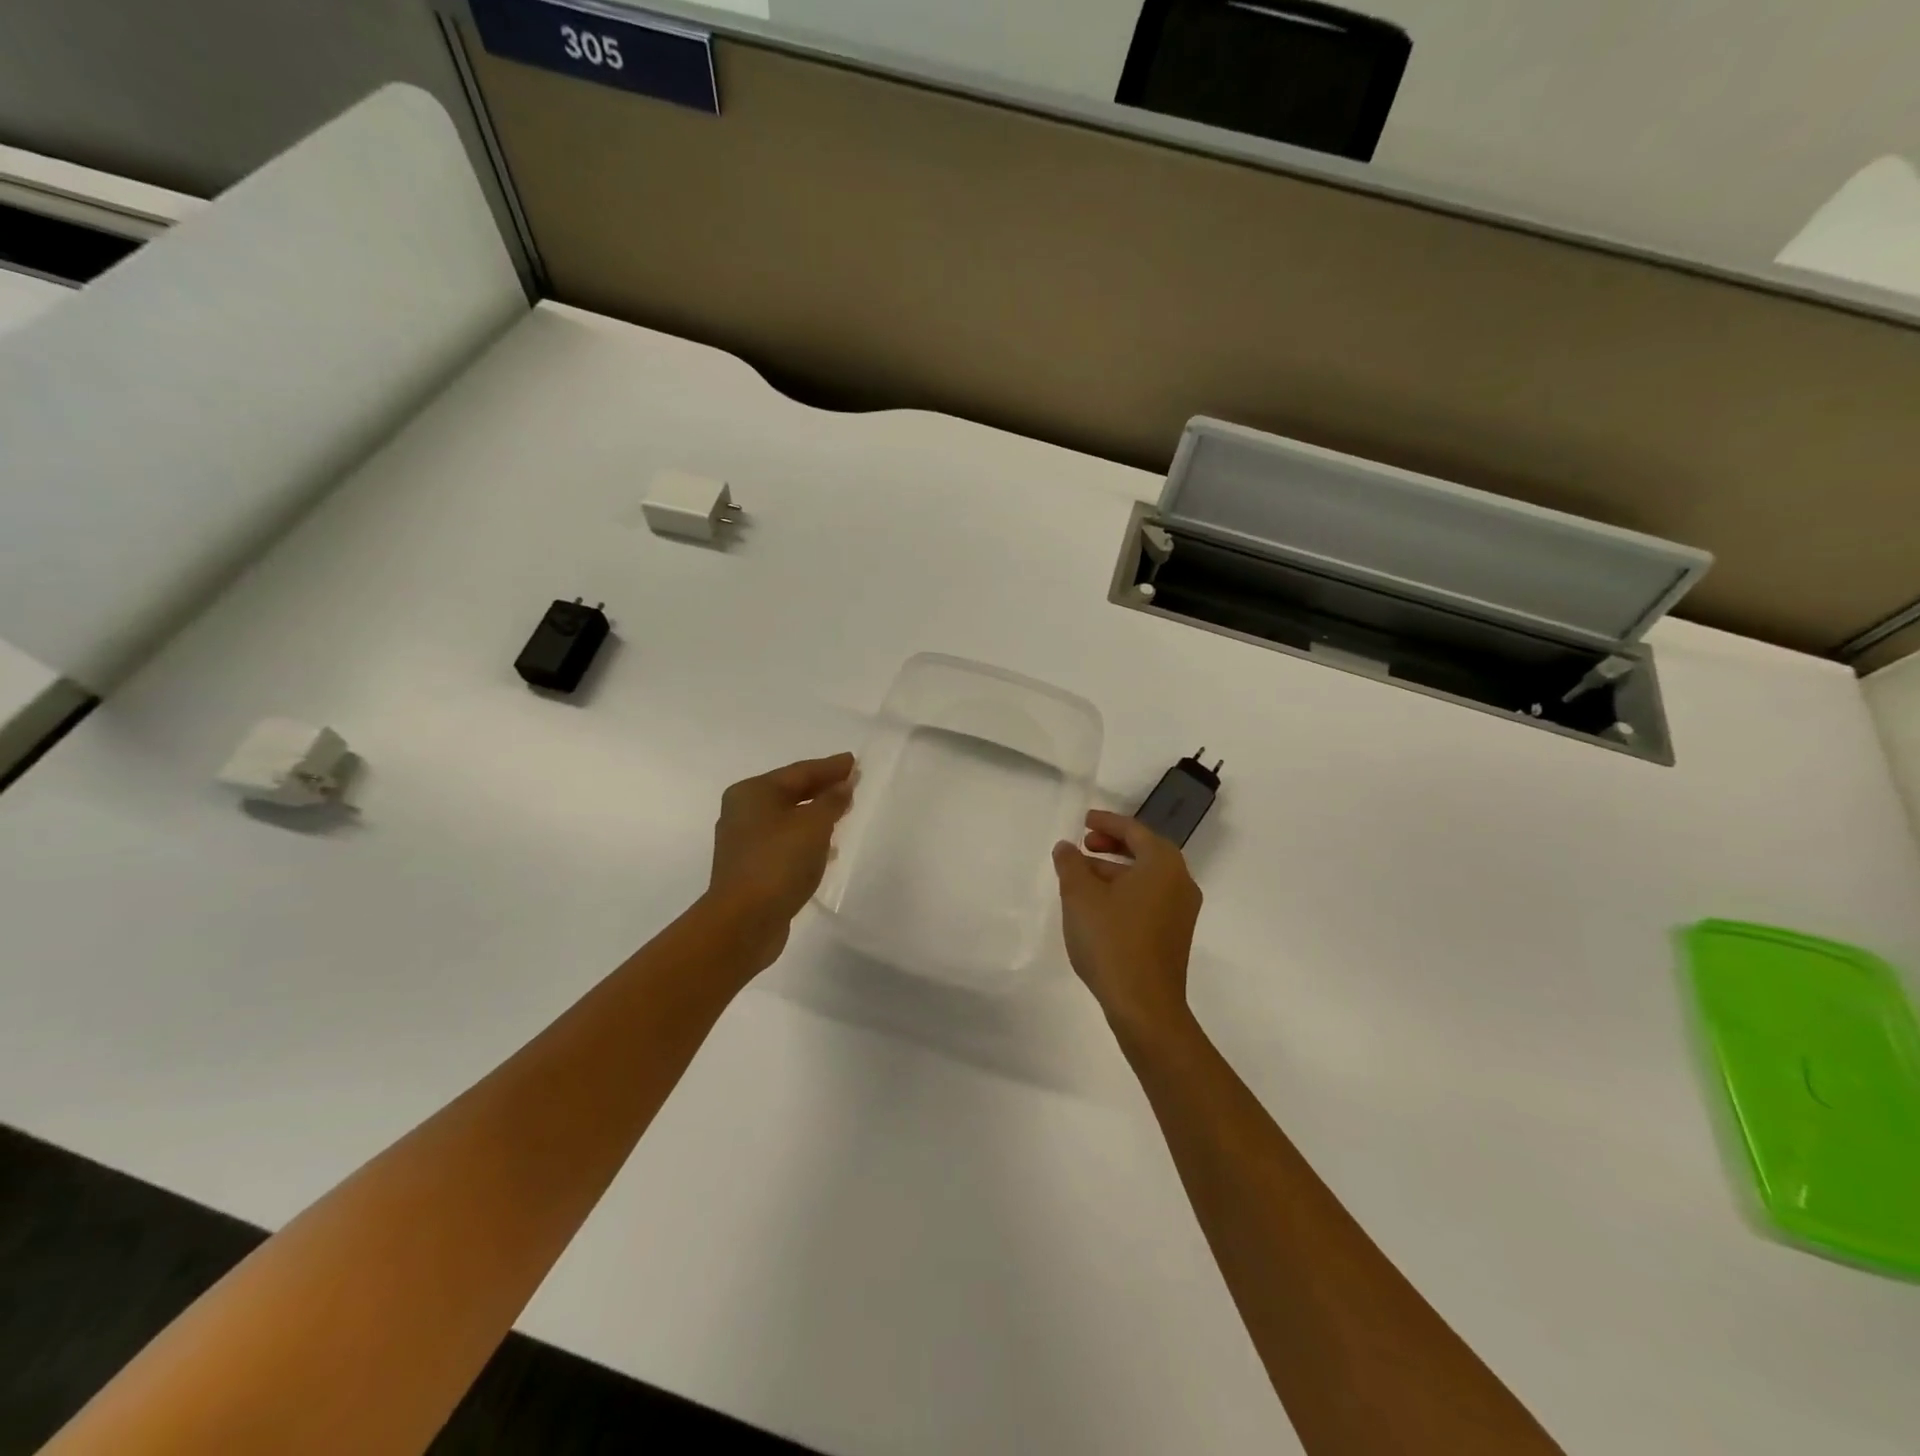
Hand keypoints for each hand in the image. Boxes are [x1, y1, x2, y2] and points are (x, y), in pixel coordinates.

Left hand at [706, 753, 856, 969]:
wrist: (743, 921)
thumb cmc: (778, 862)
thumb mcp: (813, 825)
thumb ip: (832, 801)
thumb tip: (843, 785)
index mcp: (753, 792)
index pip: (800, 771)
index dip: (830, 767)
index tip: (855, 762)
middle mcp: (743, 811)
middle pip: (791, 792)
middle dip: (822, 788)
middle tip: (852, 784)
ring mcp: (744, 841)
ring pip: (788, 818)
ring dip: (816, 814)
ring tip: (844, 813)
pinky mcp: (751, 868)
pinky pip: (785, 842)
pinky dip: (806, 839)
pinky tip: (826, 848)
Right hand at [1053, 810, 1202, 1045]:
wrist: (1144, 1005)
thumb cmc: (1112, 940)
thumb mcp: (1080, 896)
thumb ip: (1071, 864)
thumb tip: (1066, 847)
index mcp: (1163, 864)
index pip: (1134, 830)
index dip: (1106, 822)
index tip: (1084, 820)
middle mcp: (1180, 882)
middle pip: (1144, 851)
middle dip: (1111, 845)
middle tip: (1083, 845)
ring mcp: (1181, 911)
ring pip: (1145, 878)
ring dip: (1114, 870)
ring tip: (1080, 877)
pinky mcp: (1174, 935)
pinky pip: (1149, 898)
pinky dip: (1124, 892)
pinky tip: (1097, 906)